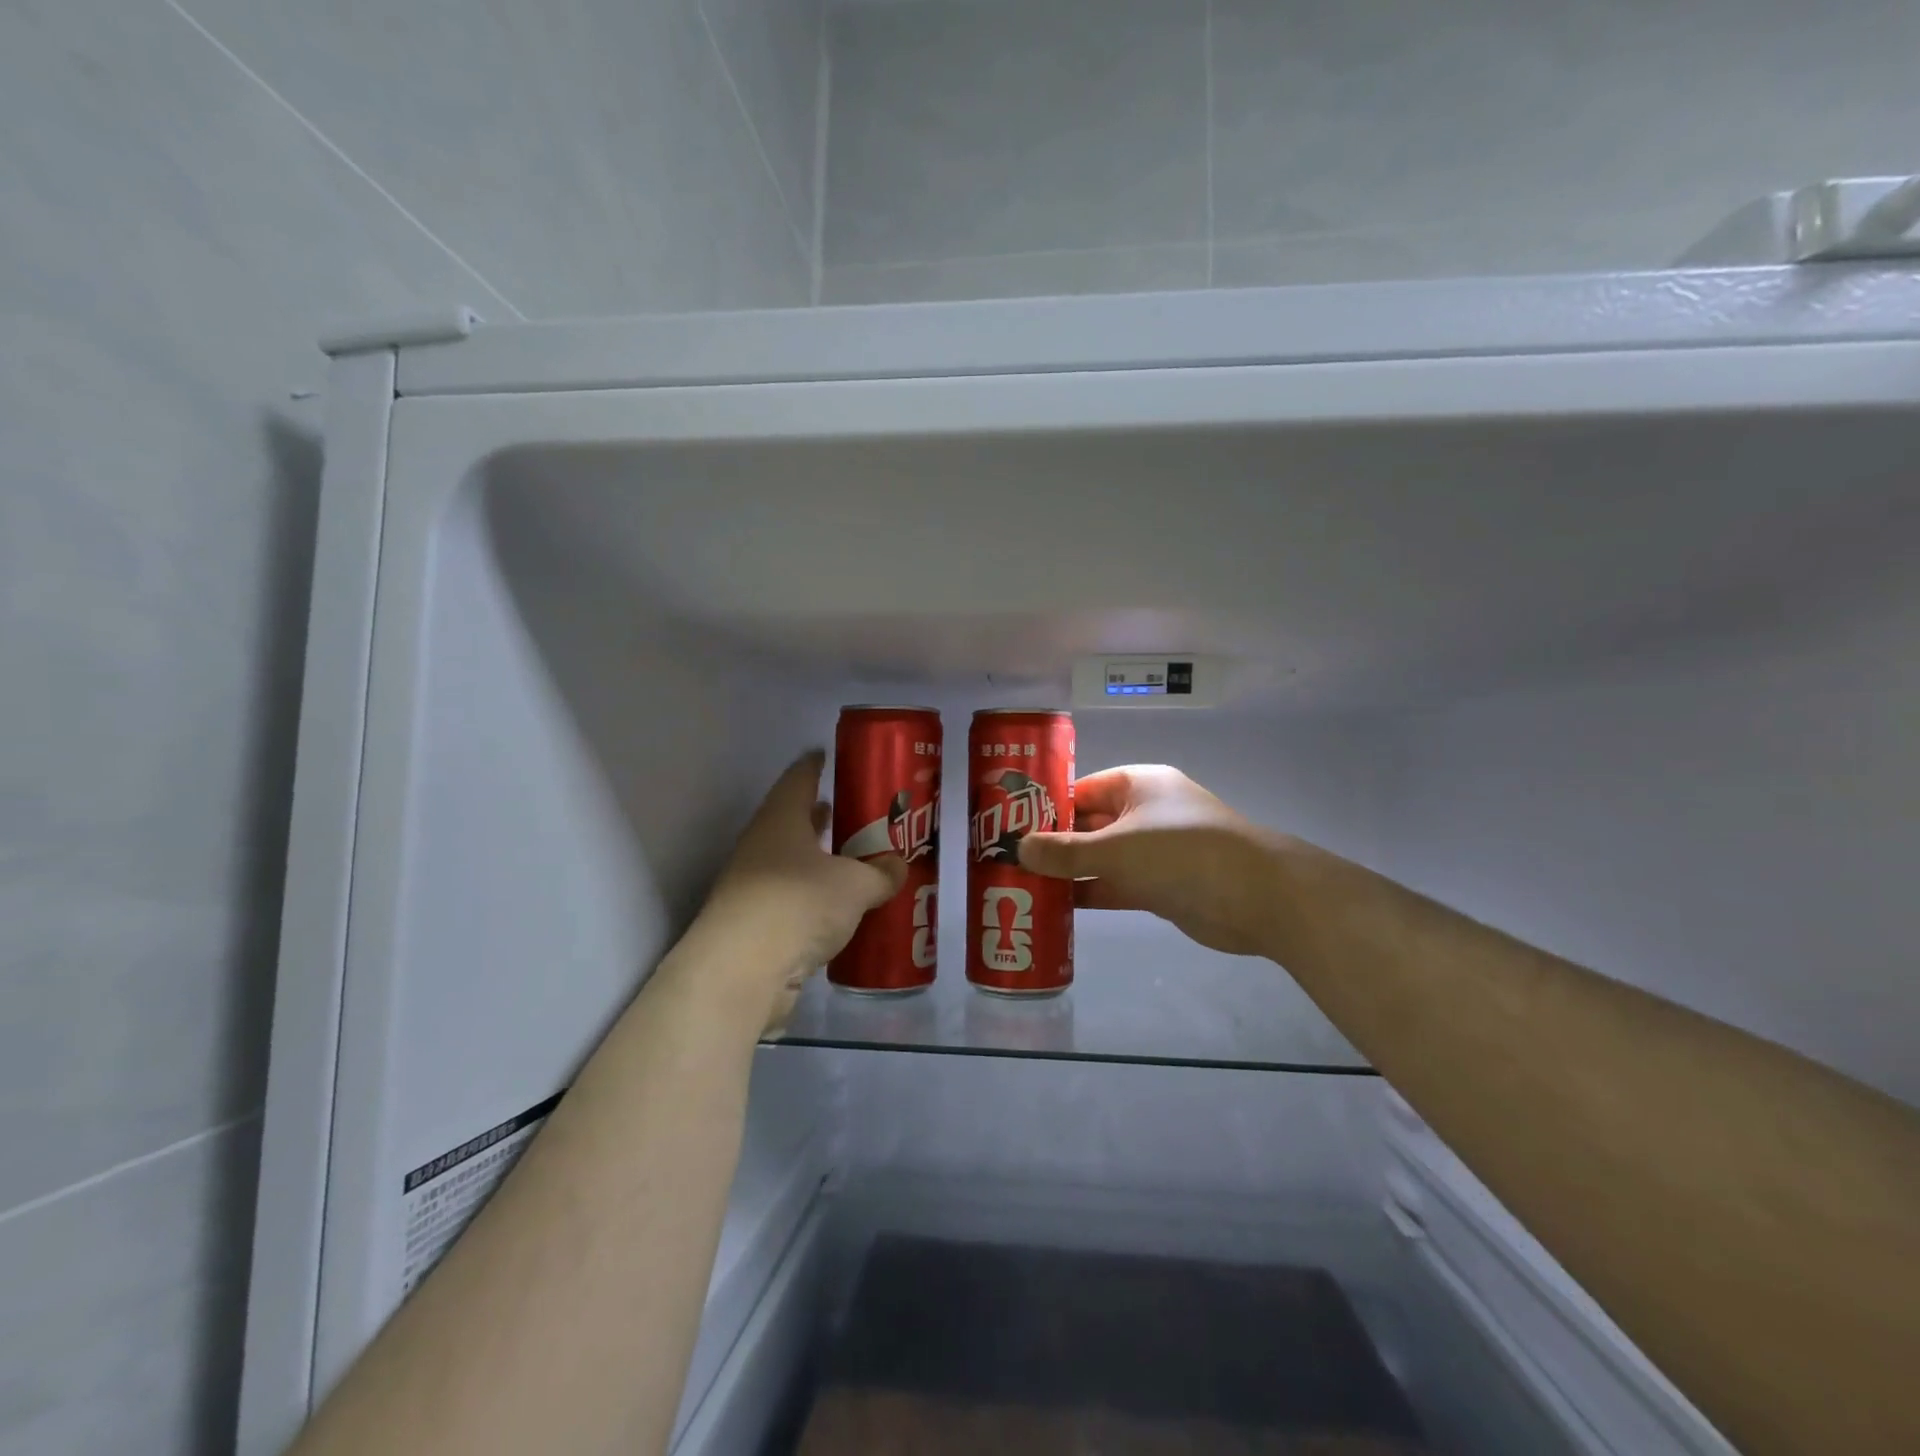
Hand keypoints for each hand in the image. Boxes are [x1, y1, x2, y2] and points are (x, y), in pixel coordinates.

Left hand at [691, 751, 905, 1031]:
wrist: (741, 971)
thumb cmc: (798, 904)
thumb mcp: (855, 885)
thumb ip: (881, 873)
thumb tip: (897, 867)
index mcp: (781, 819)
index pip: (799, 778)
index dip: (816, 765)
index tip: (830, 756)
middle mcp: (761, 845)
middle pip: (794, 820)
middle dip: (824, 816)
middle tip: (859, 813)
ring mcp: (753, 884)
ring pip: (793, 861)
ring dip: (820, 859)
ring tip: (855, 858)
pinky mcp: (755, 922)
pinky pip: (792, 897)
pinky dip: (814, 896)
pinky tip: (840, 907)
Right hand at [1018, 765, 1275, 956]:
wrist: (1258, 898)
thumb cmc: (1182, 853)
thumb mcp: (1116, 849)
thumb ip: (1065, 852)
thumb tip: (1018, 849)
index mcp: (1137, 784)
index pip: (1080, 788)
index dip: (1045, 804)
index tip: (1008, 824)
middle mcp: (1143, 812)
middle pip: (1088, 823)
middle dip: (1052, 842)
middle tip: (1006, 858)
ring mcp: (1153, 850)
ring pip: (1099, 857)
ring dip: (1067, 871)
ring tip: (1021, 884)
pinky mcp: (1160, 885)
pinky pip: (1115, 885)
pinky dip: (1089, 894)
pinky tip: (1055, 907)